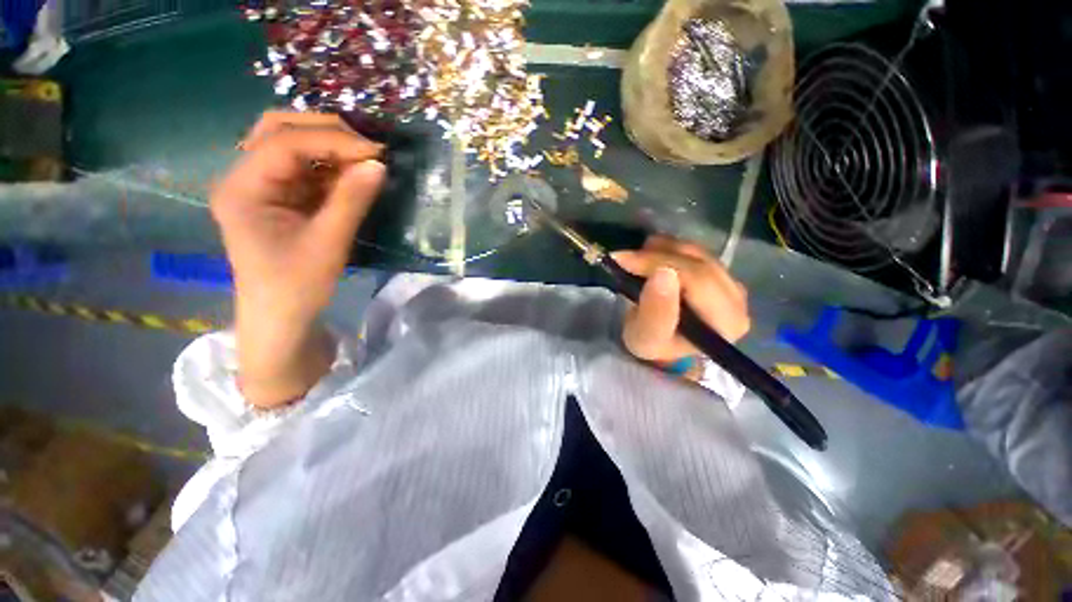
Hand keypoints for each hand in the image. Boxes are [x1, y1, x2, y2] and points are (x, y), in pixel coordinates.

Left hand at [212, 112, 385, 406]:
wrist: (281, 317)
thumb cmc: (297, 286)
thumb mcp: (329, 243)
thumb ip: (352, 200)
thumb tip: (379, 164)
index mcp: (242, 188)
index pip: (284, 143)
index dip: (333, 140)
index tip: (377, 151)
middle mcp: (243, 176)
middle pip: (279, 130)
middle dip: (327, 132)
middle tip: (369, 147)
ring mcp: (260, 184)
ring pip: (292, 144)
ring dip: (330, 146)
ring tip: (365, 158)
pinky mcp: (278, 195)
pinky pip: (304, 167)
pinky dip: (331, 165)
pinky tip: (353, 174)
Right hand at [612, 236, 750, 365]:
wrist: (662, 346)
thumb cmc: (654, 345)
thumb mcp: (646, 338)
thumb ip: (656, 312)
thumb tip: (663, 273)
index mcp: (726, 321)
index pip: (697, 278)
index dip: (658, 262)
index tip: (624, 260)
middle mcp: (737, 300)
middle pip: (698, 262)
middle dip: (656, 255)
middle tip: (623, 257)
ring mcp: (731, 283)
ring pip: (696, 252)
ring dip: (661, 250)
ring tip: (635, 259)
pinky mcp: (720, 274)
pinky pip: (694, 251)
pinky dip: (668, 249)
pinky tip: (650, 257)